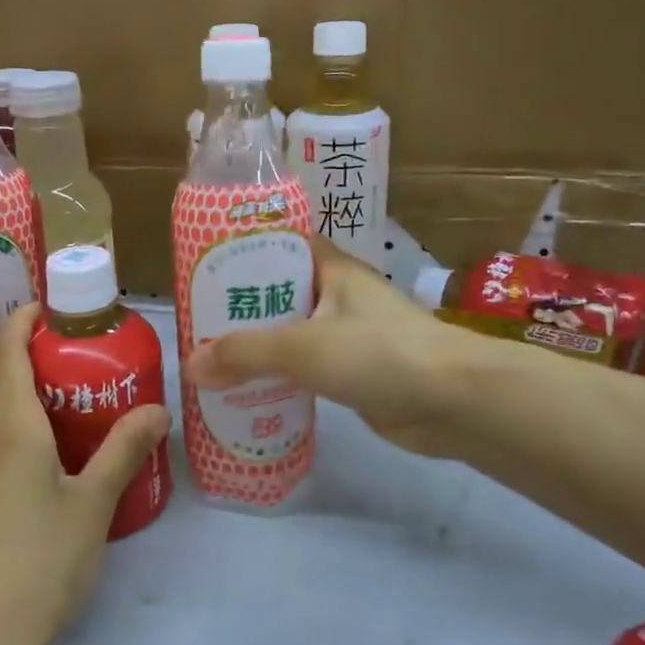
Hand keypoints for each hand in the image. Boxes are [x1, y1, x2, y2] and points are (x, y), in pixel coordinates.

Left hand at [0, 303, 169, 644]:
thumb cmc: (40, 564)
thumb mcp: (94, 505)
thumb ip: (124, 451)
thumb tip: (158, 409)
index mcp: (10, 429)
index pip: (6, 352)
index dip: (21, 320)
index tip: (48, 307)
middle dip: (12, 344)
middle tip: (57, 344)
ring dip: (3, 381)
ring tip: (50, 388)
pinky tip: (31, 450)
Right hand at [185, 238, 467, 458]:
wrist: (454, 401)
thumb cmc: (379, 353)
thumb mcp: (303, 346)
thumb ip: (245, 354)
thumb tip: (191, 366)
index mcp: (330, 268)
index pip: (278, 244)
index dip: (240, 251)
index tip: (201, 268)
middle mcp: (337, 294)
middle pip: (278, 292)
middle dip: (239, 307)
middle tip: (194, 322)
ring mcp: (347, 334)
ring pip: (289, 333)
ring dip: (256, 346)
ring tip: (209, 360)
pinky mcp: (353, 372)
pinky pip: (305, 368)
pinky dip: (278, 376)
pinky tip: (246, 392)